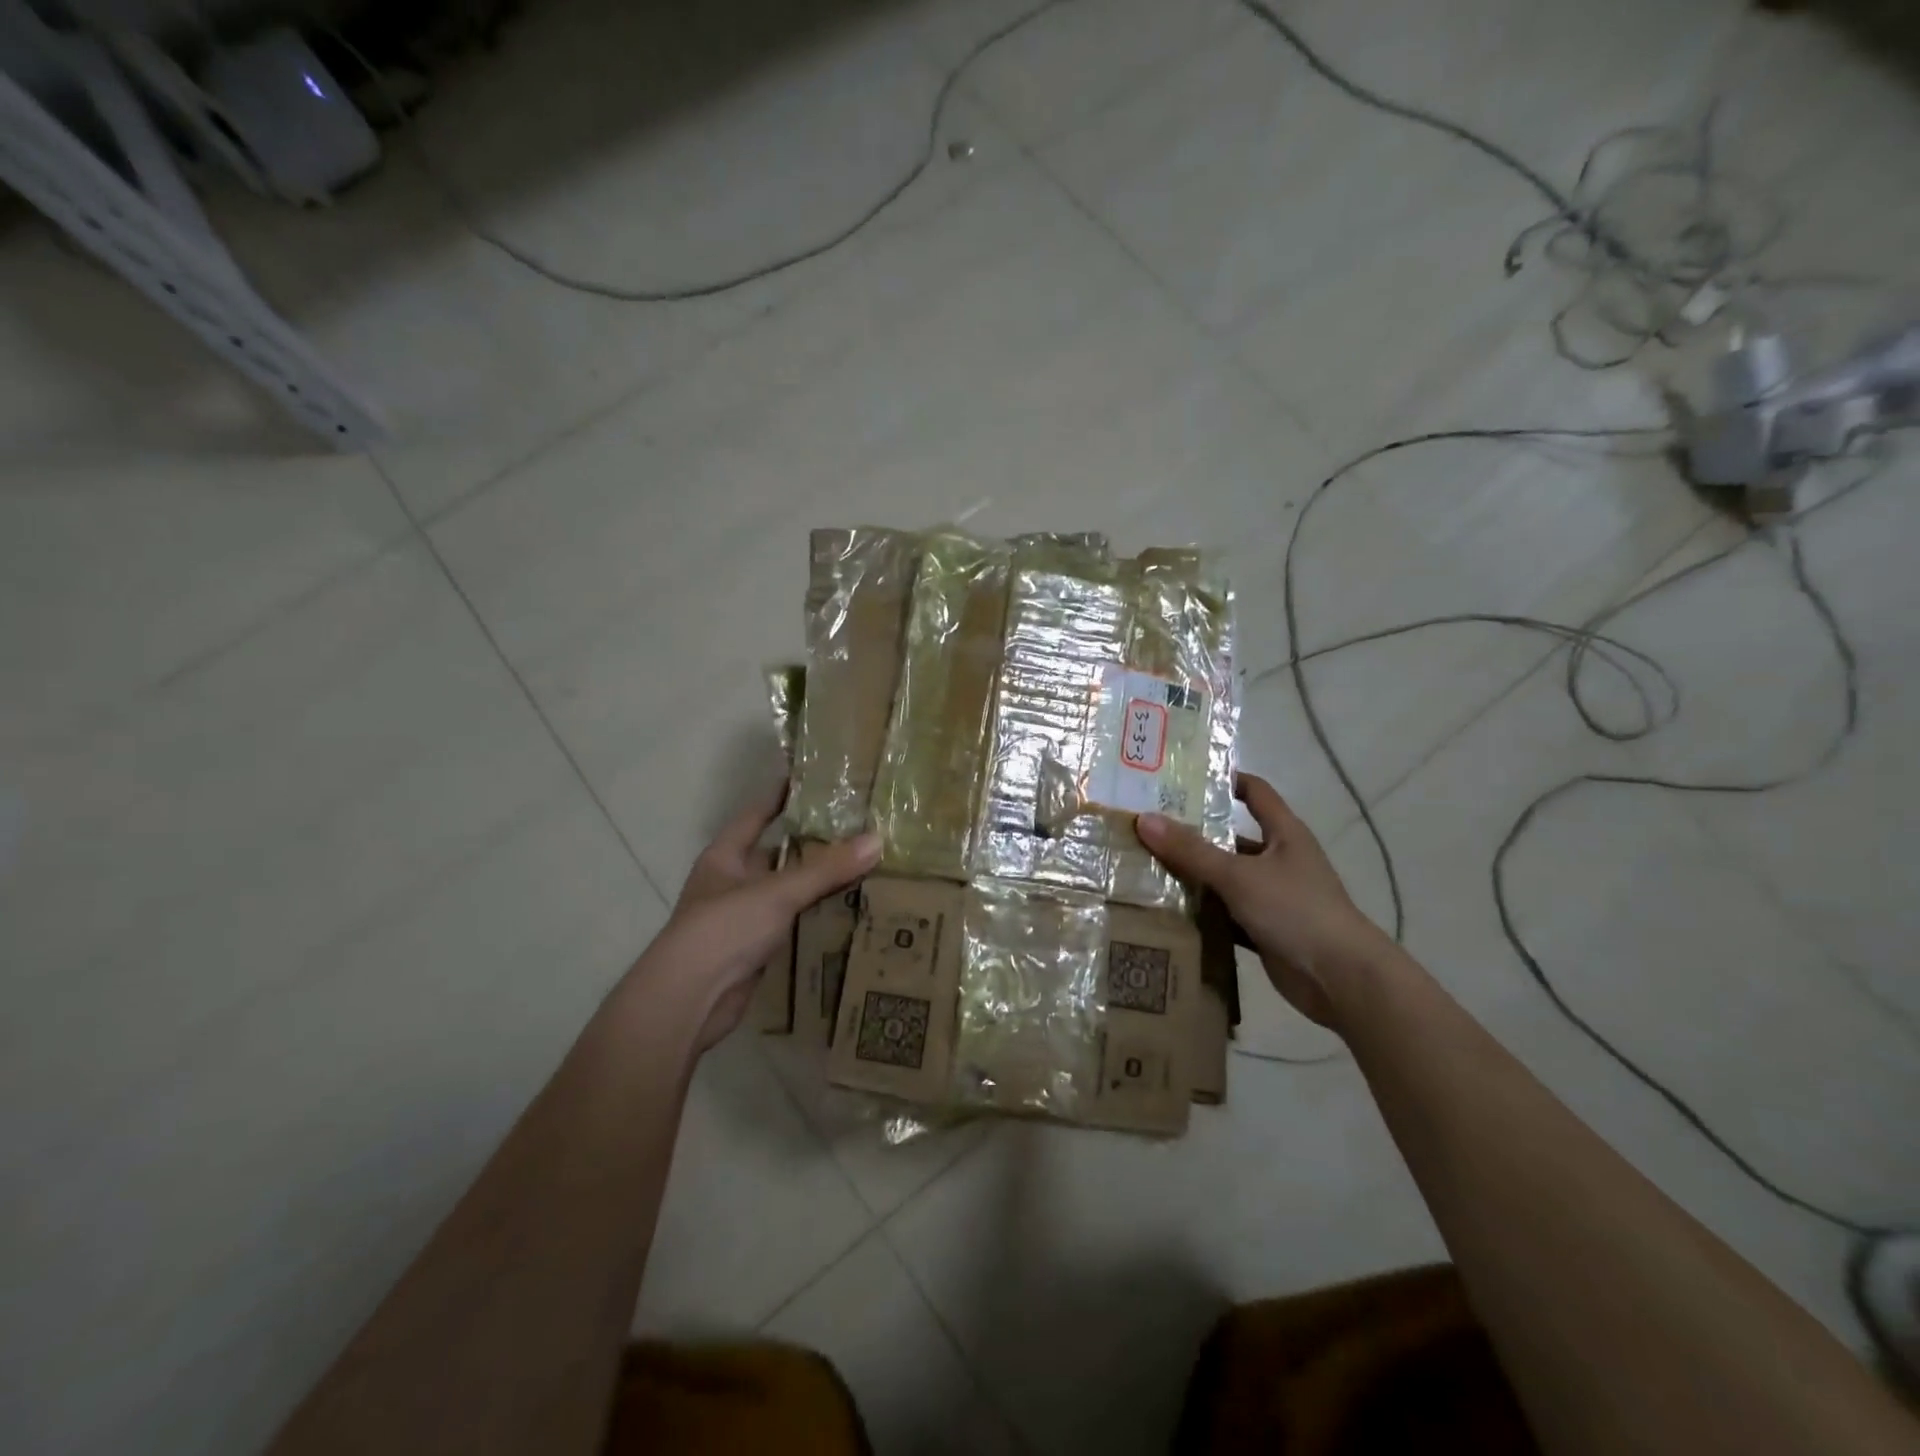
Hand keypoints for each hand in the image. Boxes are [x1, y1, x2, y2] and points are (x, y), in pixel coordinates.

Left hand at [651, 785, 879, 1049]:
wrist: (689, 1000)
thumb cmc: (724, 928)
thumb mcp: (778, 891)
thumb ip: (827, 869)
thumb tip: (877, 840)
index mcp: (725, 857)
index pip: (755, 816)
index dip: (780, 797)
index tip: (811, 781)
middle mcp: (731, 883)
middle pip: (775, 855)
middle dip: (810, 844)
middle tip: (855, 828)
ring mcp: (742, 918)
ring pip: (786, 892)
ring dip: (816, 884)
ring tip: (861, 866)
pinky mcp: (754, 951)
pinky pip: (790, 924)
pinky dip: (813, 917)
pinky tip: (846, 911)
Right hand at [1136, 773, 1388, 1029]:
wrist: (1341, 978)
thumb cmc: (1295, 910)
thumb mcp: (1238, 875)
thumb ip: (1191, 850)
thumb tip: (1144, 819)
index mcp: (1284, 834)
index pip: (1256, 792)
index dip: (1226, 780)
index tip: (1186, 778)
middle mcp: (1279, 860)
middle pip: (1231, 838)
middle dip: (1194, 834)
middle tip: (1149, 827)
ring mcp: (1273, 896)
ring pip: (1226, 878)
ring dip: (1195, 876)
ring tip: (1147, 867)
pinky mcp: (1265, 929)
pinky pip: (1226, 914)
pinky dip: (1203, 913)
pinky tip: (1168, 911)